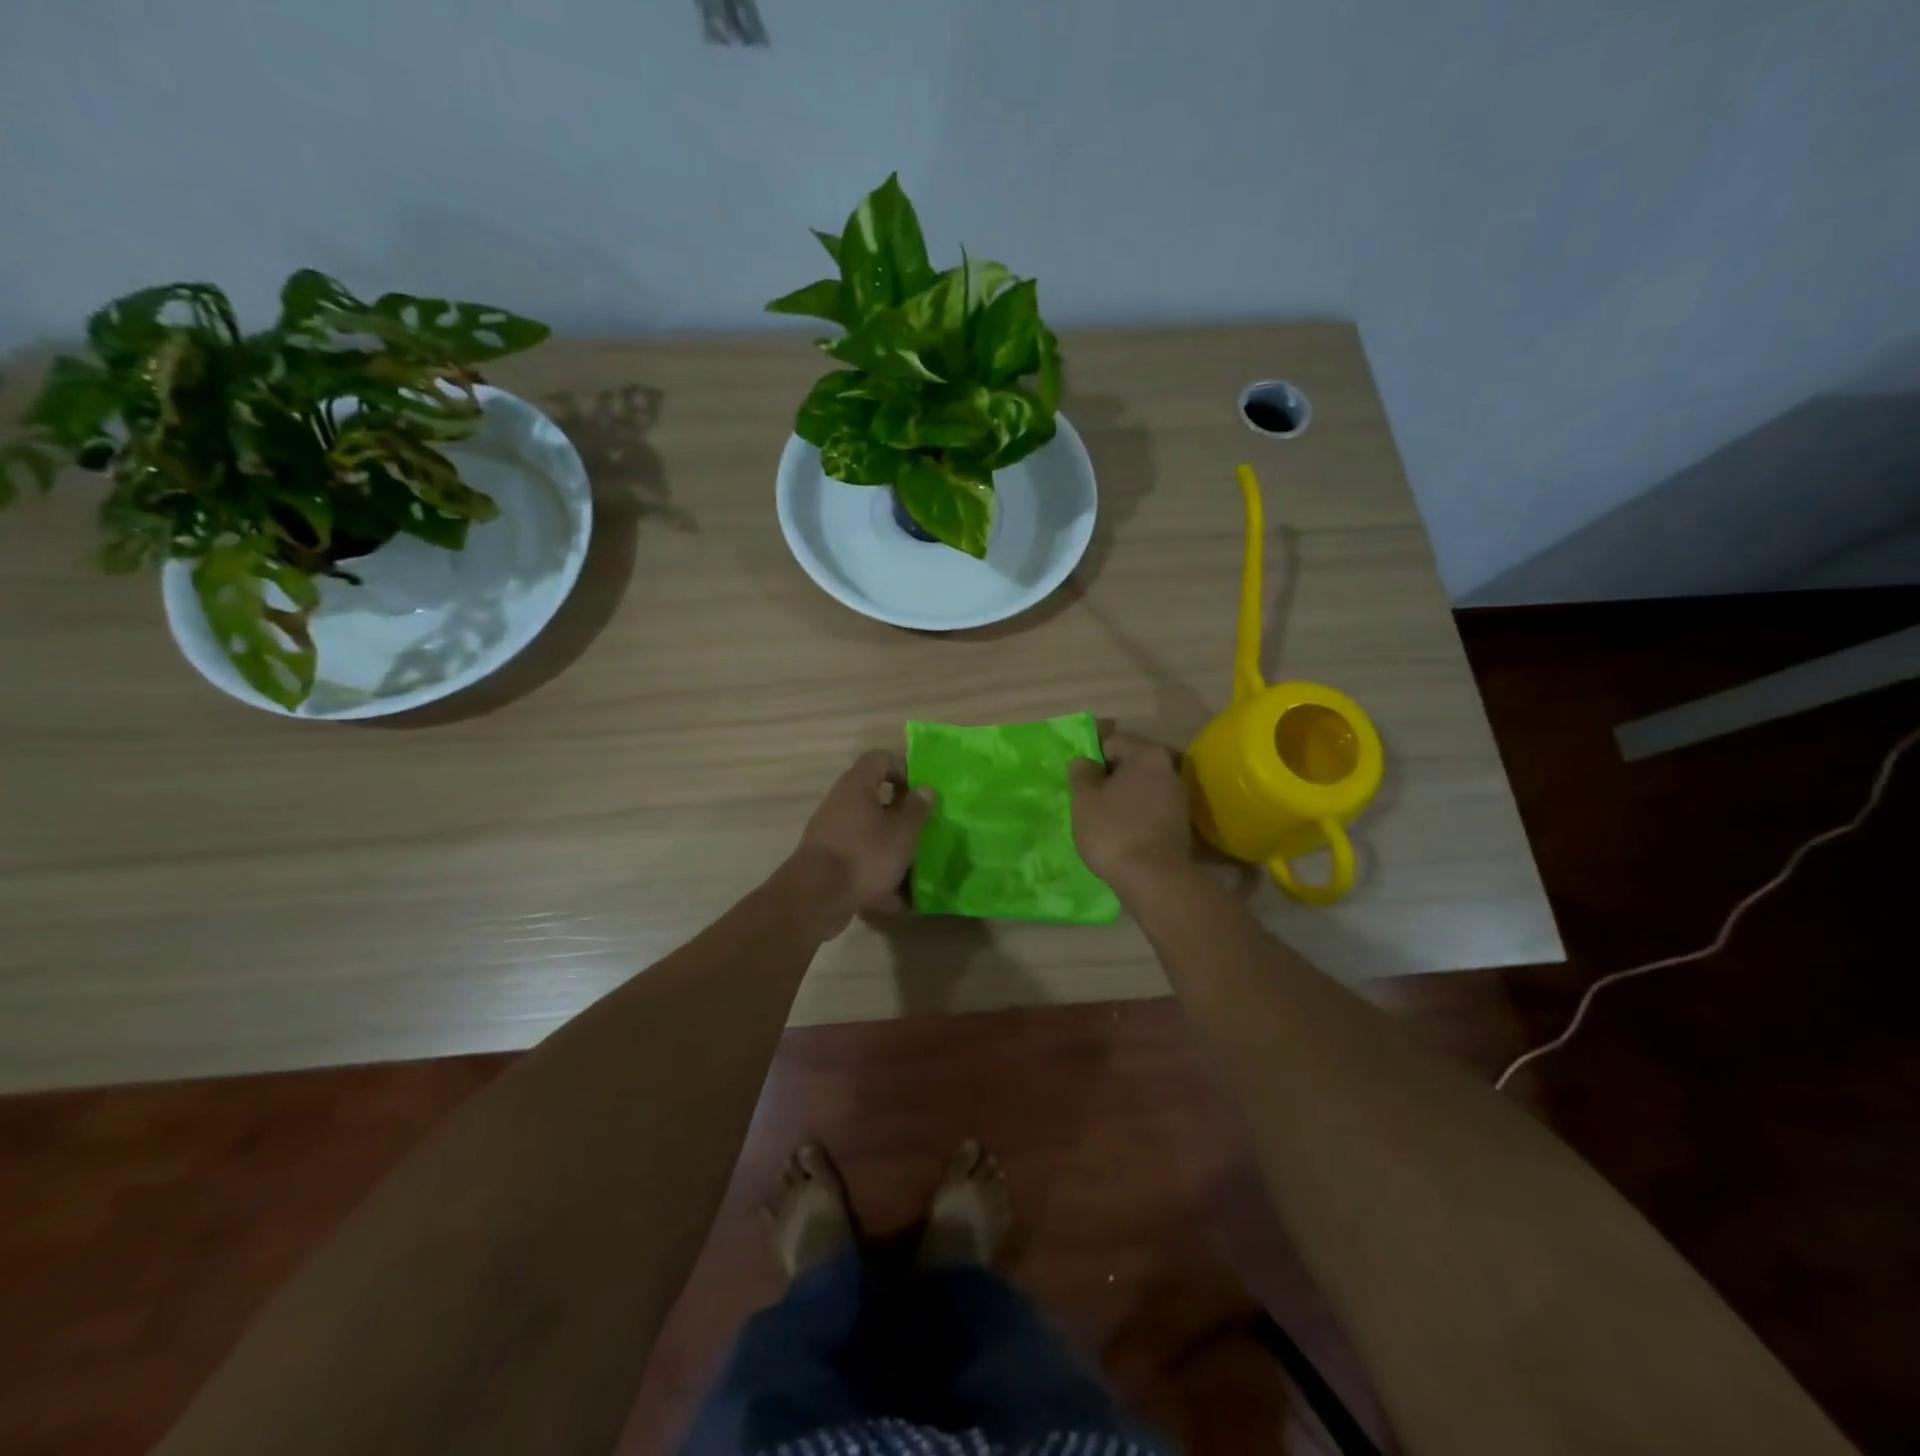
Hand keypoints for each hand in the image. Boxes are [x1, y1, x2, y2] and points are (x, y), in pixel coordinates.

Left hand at [788, 749, 934, 933]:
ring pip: (869, 831)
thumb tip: (925, 788)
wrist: (816, 898)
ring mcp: (831, 832)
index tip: (921, 792)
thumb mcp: (902, 832)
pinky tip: (896, 898)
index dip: (904, 768)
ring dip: (891, 846)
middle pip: (875, 797)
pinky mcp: (828, 860)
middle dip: (901, 815)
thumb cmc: (865, 855)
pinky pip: (859, 858)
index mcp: (857, 786)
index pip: (880, 758)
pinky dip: (877, 872)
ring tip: (914, 868)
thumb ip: (917, 808)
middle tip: (922, 830)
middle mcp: (840, 803)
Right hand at [1068, 731, 1193, 893]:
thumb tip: (1084, 761)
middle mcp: (1168, 769)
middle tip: (1086, 800)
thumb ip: (1081, 774)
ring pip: (1140, 787)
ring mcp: (1178, 797)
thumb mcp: (1084, 799)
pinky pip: (1149, 808)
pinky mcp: (1179, 823)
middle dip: (1107, 777)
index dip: (1091, 758)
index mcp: (1147, 754)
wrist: (1155, 880)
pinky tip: (1120, 833)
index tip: (1079, 782)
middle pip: (1129, 763)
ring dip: (1121, 797)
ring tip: (1101, 819)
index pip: (1112, 741)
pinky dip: (1134, 814)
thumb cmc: (1114, 831)